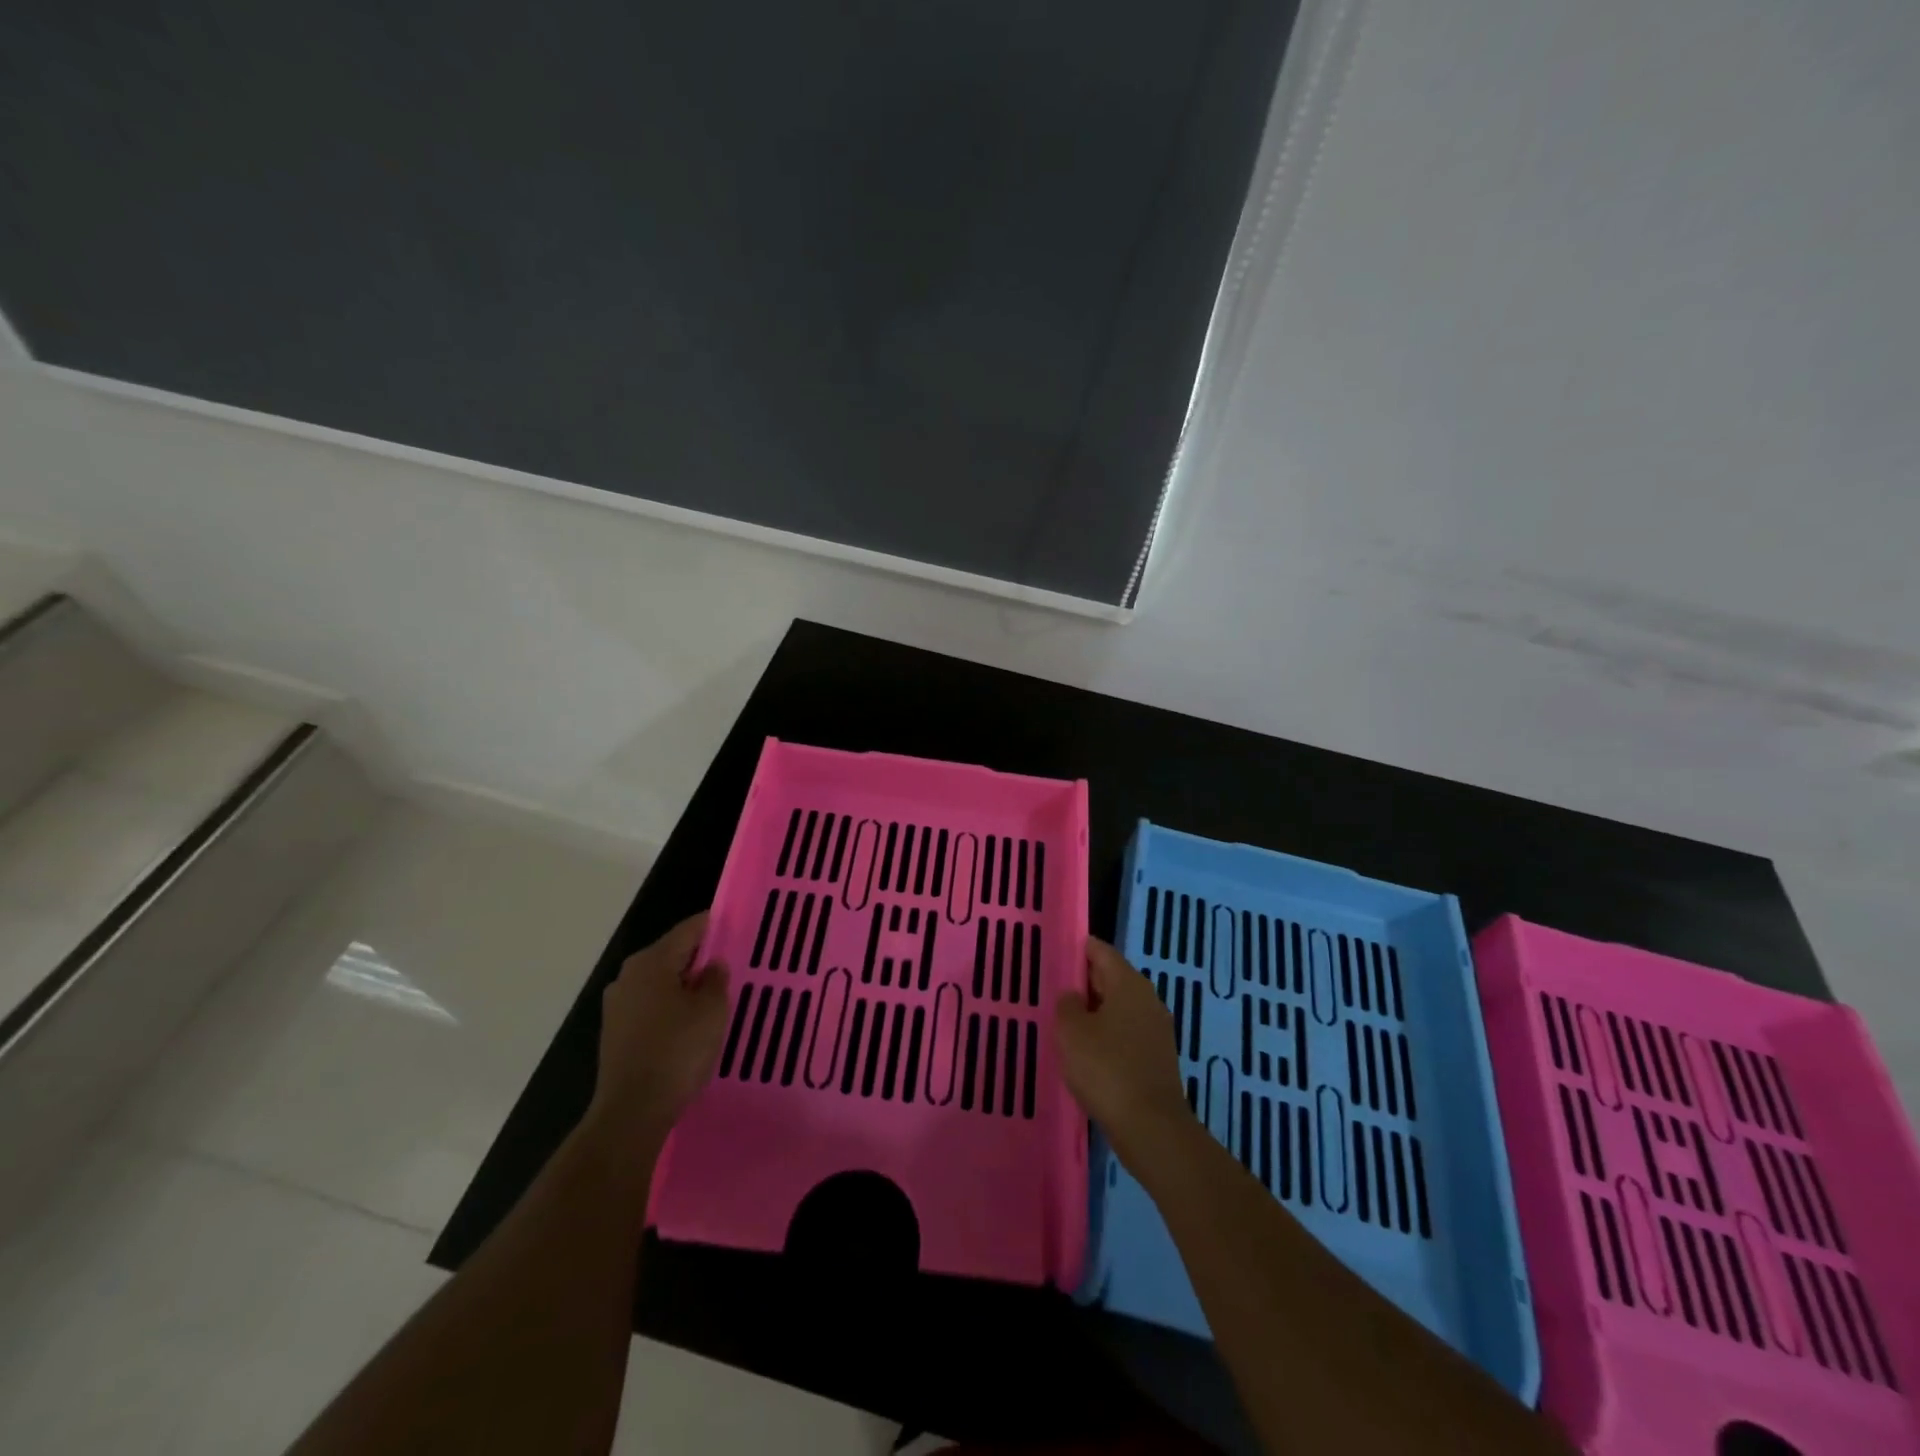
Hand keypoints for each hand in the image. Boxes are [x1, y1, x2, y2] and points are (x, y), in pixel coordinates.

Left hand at [590, 912, 730, 1141]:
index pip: (689, 929)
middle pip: (673, 954)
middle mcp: (629, 975)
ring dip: (686, 986)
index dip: (715, 925)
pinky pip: (651, 1006)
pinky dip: (672, 1008)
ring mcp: (618, 1005)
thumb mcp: (711, 1011)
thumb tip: (712, 965)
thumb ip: (716, 979)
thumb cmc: (677, 1052)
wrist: (632, 1113)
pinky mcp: (616, 1033)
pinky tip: (692, 1025)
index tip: (739, 928)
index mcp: (651, 961)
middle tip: (733, 966)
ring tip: (716, 998)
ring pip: (661, 982)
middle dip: (702, 959)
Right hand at [1053, 938, 1194, 1163]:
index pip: (1101, 951)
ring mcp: (1156, 1030)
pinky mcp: (1156, 1058)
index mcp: (1129, 983)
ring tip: (1064, 1021)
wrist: (1151, 1127)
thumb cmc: (1106, 1069)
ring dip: (1094, 1012)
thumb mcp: (1071, 1031)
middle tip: (1053, 988)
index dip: (1078, 949)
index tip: (1055, 953)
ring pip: (1118, 1008)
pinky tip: (1086, 1052)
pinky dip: (1106, 1036)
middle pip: (1112, 978)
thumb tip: (1073, 997)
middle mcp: (1147, 999)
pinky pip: (1126, 1034)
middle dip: (1084, 981)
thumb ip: (1067, 1005)